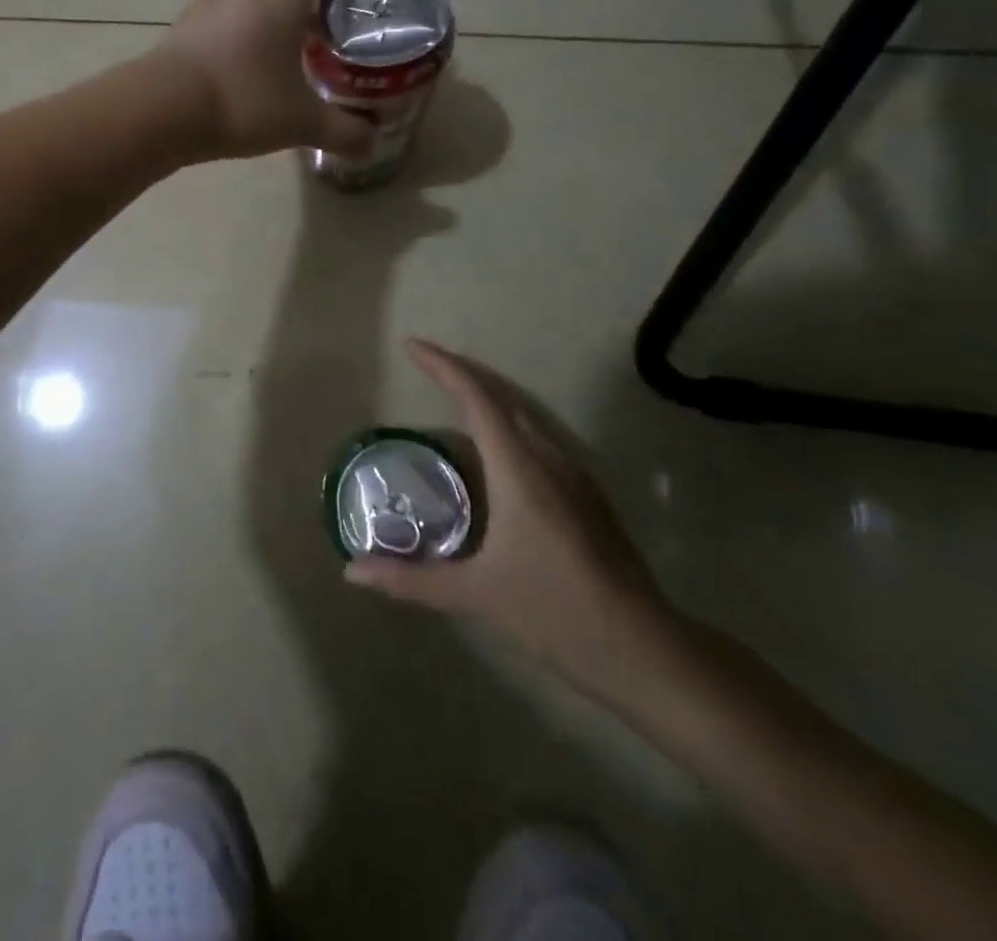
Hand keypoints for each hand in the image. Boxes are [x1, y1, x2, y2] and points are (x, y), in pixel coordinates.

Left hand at [151, 0, 380, 161]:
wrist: (162, 109)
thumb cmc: (242, 102)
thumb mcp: (300, 122)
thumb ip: (341, 133)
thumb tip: (371, 146)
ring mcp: (210, 1)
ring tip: (285, 26)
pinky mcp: (187, 24)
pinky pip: (223, 5)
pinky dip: (243, 14)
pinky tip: (247, 49)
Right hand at [346, 338, 677, 702]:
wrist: (645, 649)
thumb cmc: (555, 612)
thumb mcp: (475, 594)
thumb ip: (411, 579)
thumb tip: (352, 572)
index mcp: (519, 468)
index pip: (476, 398)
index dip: (442, 366)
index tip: (411, 346)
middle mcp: (548, 458)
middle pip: (501, 396)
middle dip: (460, 372)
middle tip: (424, 364)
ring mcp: (573, 474)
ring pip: (523, 415)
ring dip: (485, 396)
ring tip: (449, 396)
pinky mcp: (586, 494)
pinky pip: (537, 438)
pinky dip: (505, 424)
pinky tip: (491, 453)